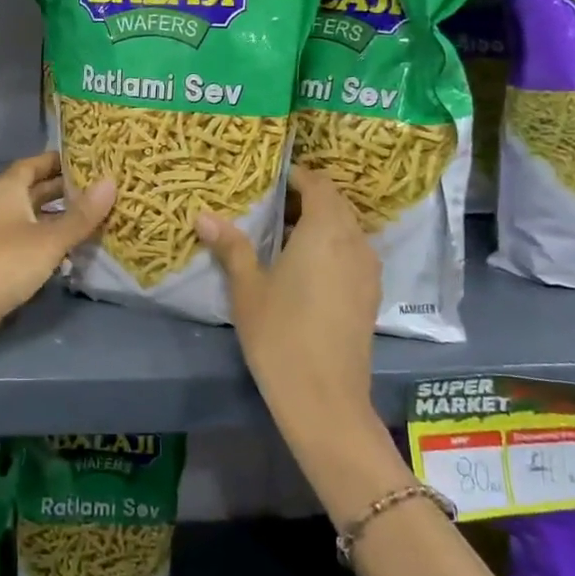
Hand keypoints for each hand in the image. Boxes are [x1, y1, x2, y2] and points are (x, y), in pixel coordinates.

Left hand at [0, 152, 114, 361]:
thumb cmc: (2, 263)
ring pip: (35, 219)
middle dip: (67, 190)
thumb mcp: (48, 239)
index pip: (35, 163)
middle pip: (36, 190)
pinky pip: (30, 244)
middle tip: (104, 188)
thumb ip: (81, 214)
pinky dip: (51, 243)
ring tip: (99, 217)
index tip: (92, 159)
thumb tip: (112, 181)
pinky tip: (76, 251)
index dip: (60, 160)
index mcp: (7, 190)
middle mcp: (0, 207)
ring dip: (61, 218)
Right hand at [196, 166, 381, 427]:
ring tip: (284, 237)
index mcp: (326, 230)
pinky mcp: (371, 294)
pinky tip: (306, 269)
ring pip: (347, 230)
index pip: (319, 184)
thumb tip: (203, 215)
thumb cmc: (280, 334)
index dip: (297, 177)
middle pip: (336, 204)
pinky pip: (353, 253)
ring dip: (321, 224)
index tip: (270, 181)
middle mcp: (354, 242)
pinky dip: (333, 247)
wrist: (324, 398)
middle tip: (271, 207)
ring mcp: (368, 270)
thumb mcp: (248, 288)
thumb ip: (231, 247)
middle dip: (307, 199)